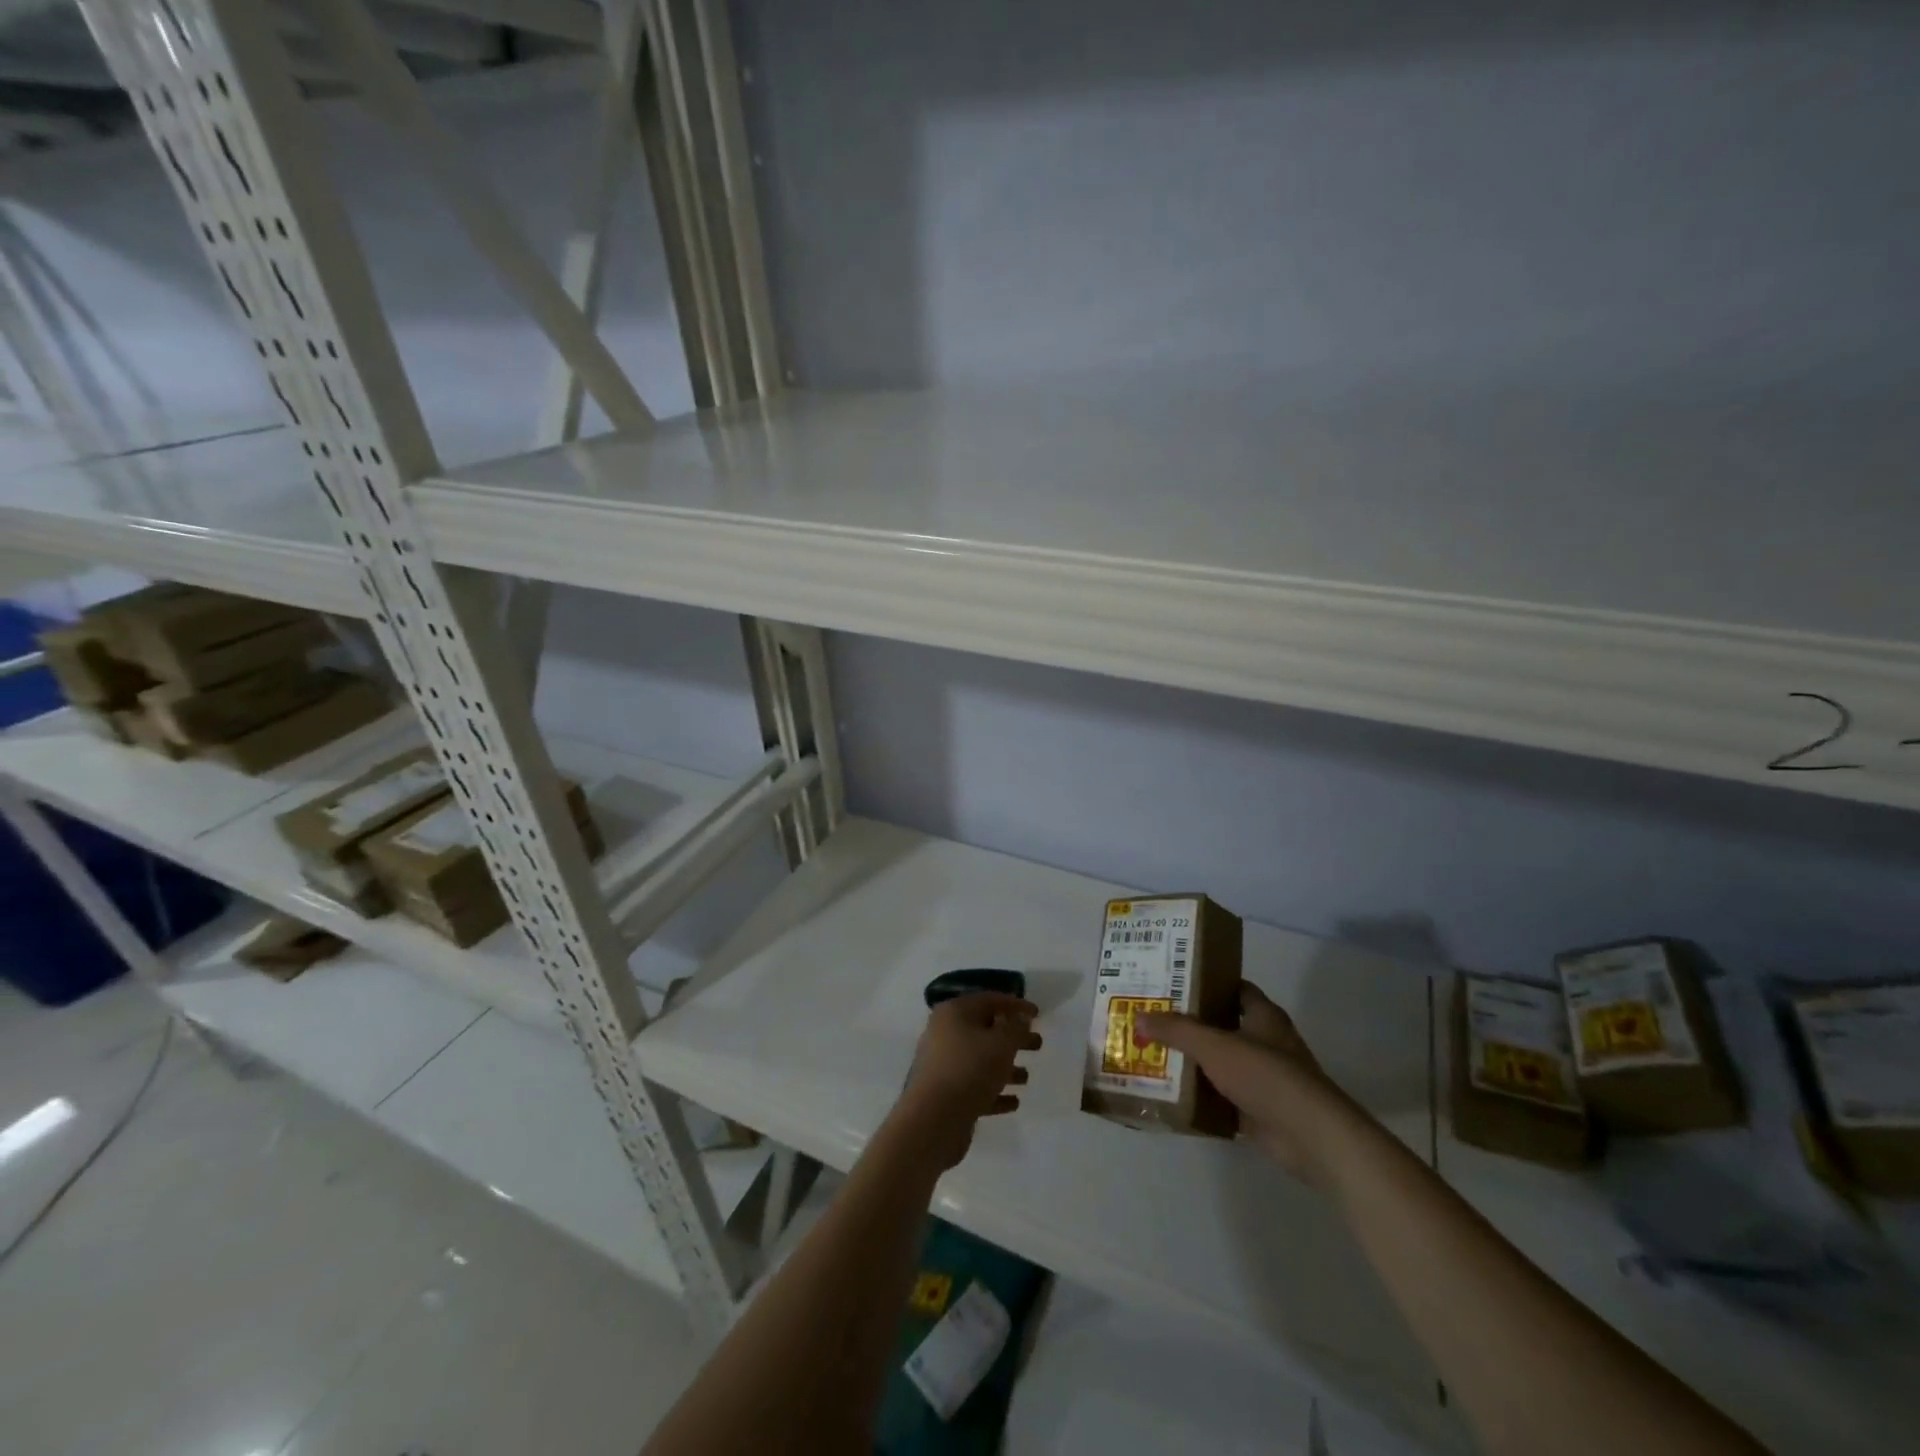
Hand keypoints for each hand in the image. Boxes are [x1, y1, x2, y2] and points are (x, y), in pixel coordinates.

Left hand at [893, 992, 1041, 1170]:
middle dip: (1013, 1038)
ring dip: (1004, 1067)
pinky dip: (993, 1091)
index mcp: (954, 1012)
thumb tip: (1020, 1018)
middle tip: (1037, 1044)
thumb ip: (1016, 1028)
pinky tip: (1013, 1102)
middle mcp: (944, 1033)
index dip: (1015, 1005)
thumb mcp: (1002, 1044)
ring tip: (1026, 1077)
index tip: (1038, 1014)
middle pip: (985, 1030)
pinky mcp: (944, 1094)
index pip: (989, 1000)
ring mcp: (942, 1065)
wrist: (933, 1120)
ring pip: (979, 1060)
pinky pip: (973, 1086)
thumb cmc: (970, 1070)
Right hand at [1135, 983, 1366, 1184]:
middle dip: (1192, 1024)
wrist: (1309, 1135)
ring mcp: (1265, 1078)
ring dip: (1195, 1062)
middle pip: (1224, 1026)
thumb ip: (1176, 1031)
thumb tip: (1138, 1016)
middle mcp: (1267, 1042)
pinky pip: (1224, 1098)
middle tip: (1154, 1018)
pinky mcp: (1261, 1110)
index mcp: (1264, 1016)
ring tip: (1155, 1054)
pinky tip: (1173, 1095)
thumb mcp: (1213, 1045)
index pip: (1235, 989)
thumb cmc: (1265, 1074)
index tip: (1175, 982)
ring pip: (1222, 1063)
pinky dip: (1203, 1097)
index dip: (1208, 983)